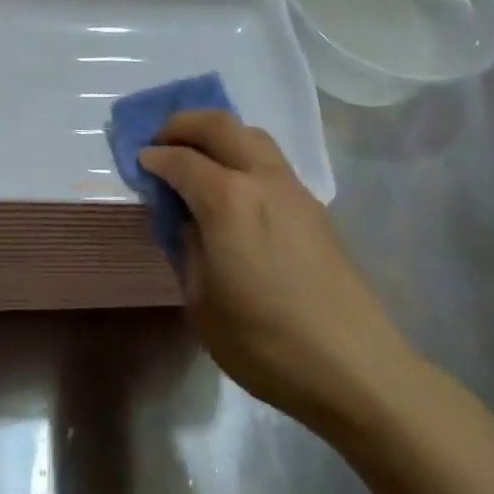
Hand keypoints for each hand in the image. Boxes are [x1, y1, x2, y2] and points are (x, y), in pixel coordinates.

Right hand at [139, 111, 417, 426]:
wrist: (354, 368)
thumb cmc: (265, 342)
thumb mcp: (202, 302)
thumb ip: (189, 248)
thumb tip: (190, 221)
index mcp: (227, 200)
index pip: (180, 159)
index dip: (154, 158)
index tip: (138, 162)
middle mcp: (261, 179)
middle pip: (219, 125)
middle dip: (183, 124)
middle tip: (161, 142)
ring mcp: (294, 190)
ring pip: (251, 135)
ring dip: (218, 134)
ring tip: (198, 158)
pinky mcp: (315, 208)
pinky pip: (271, 161)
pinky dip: (243, 155)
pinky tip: (235, 189)